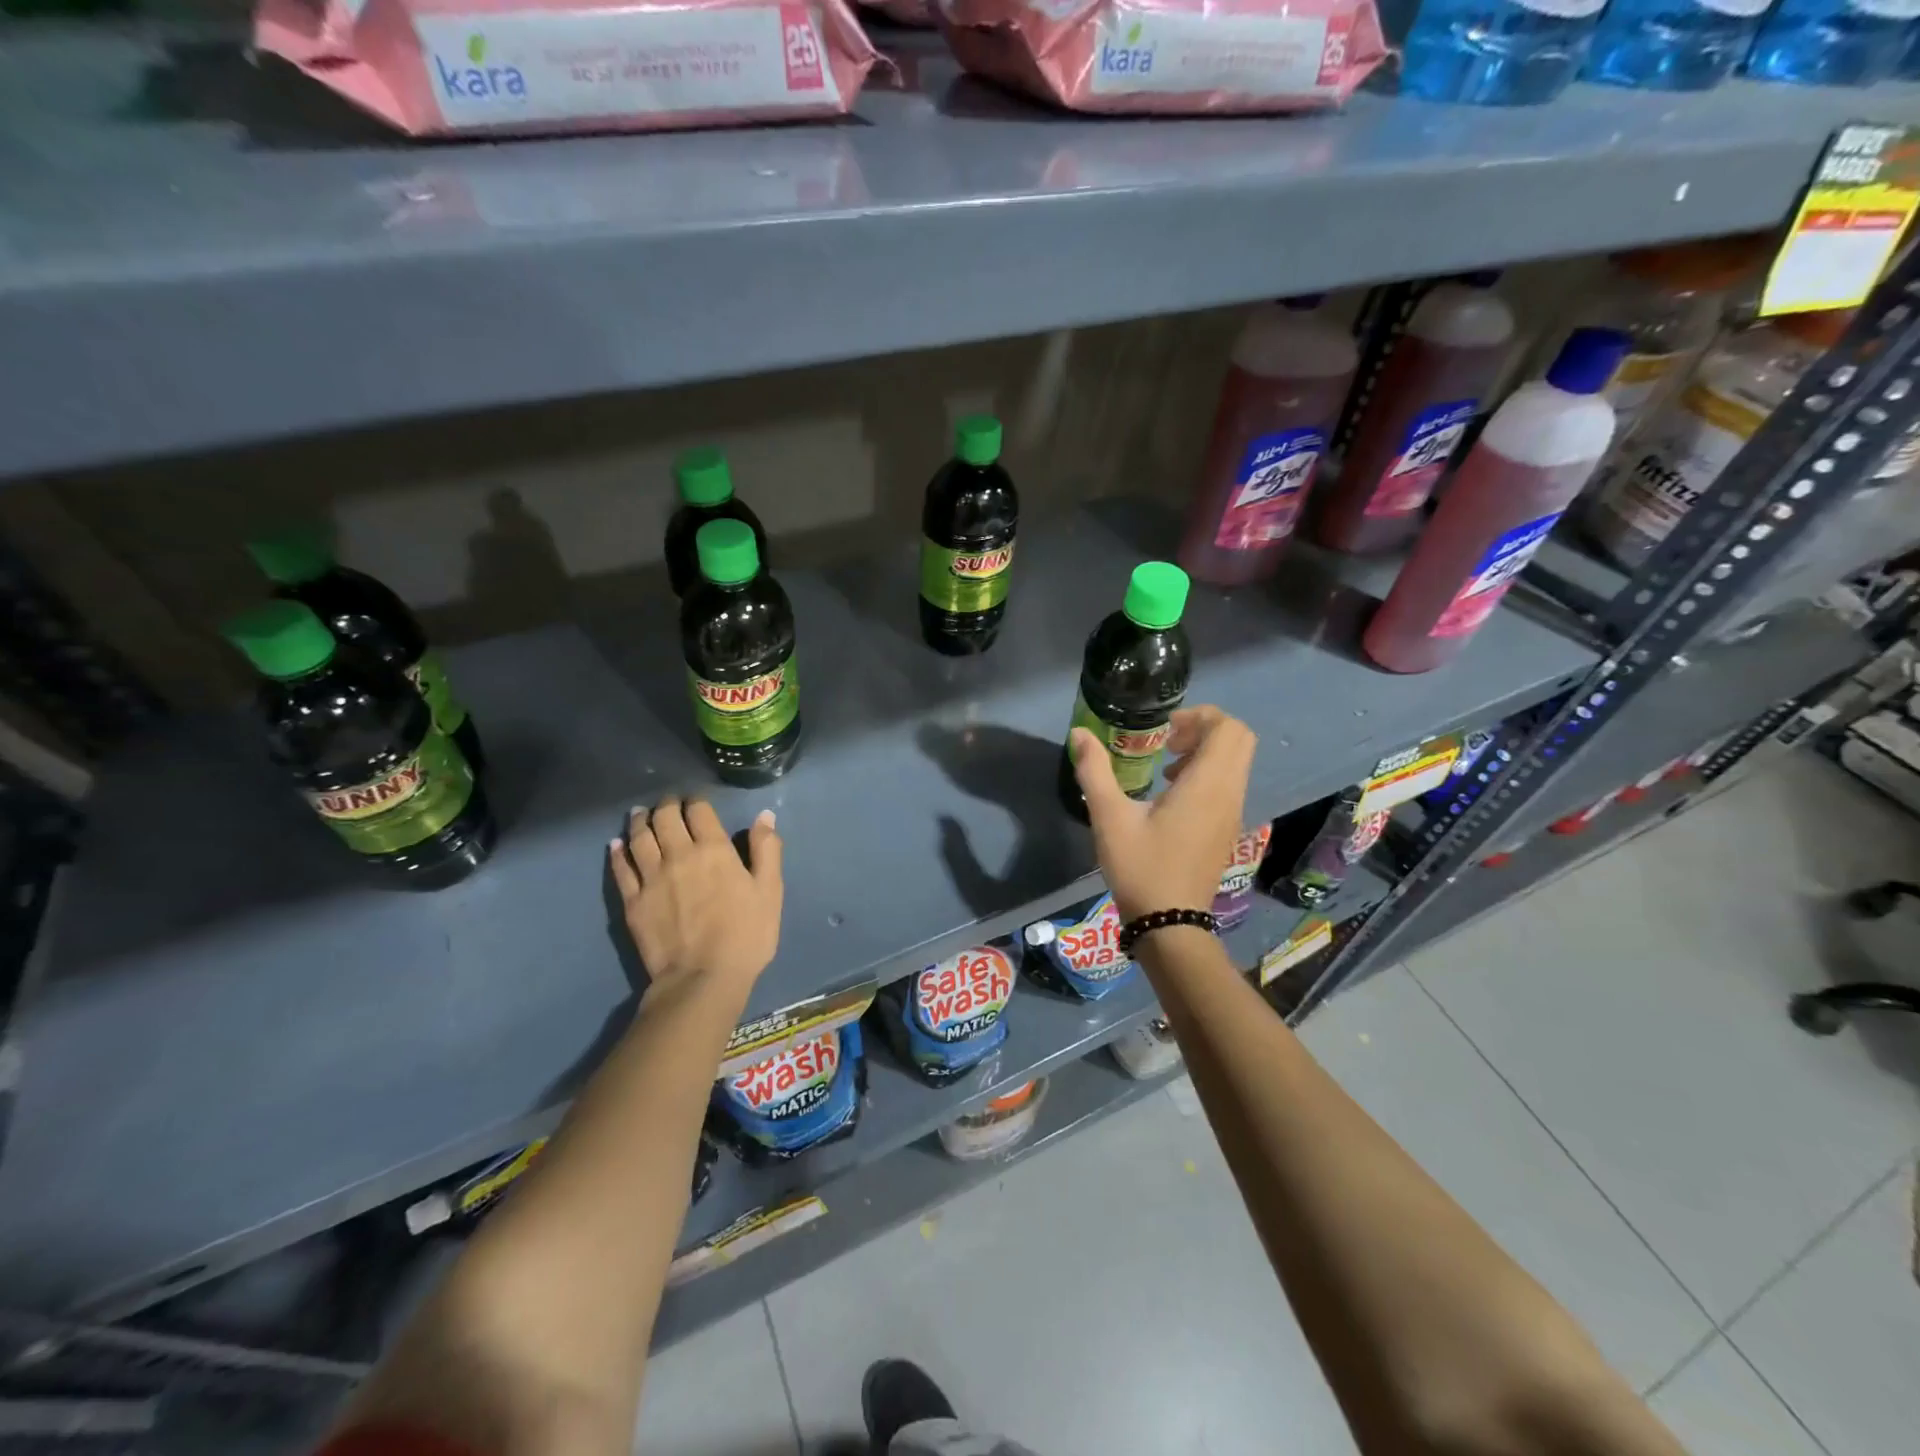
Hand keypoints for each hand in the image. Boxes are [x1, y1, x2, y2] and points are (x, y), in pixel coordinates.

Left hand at [608, 796, 782, 1003]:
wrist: (703, 978)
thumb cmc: (746, 934)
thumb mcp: (770, 891)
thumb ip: (767, 850)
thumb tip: (764, 816)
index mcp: (714, 850)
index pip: (699, 811)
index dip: (696, 801)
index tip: (696, 800)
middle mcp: (678, 855)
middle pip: (665, 818)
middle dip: (666, 805)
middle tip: (668, 802)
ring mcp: (651, 878)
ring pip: (639, 838)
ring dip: (639, 821)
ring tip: (640, 814)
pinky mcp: (632, 901)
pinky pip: (621, 869)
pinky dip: (618, 852)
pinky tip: (616, 845)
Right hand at [1070, 705, 1255, 922]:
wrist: (1170, 924)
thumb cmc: (1141, 867)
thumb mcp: (1109, 817)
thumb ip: (1094, 770)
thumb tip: (1079, 734)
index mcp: (1207, 785)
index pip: (1229, 729)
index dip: (1200, 716)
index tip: (1165, 728)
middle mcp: (1229, 795)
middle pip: (1239, 740)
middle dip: (1206, 729)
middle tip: (1168, 741)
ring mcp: (1232, 814)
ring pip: (1236, 763)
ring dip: (1206, 752)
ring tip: (1166, 767)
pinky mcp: (1227, 830)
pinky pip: (1229, 785)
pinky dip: (1208, 774)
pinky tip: (1171, 795)